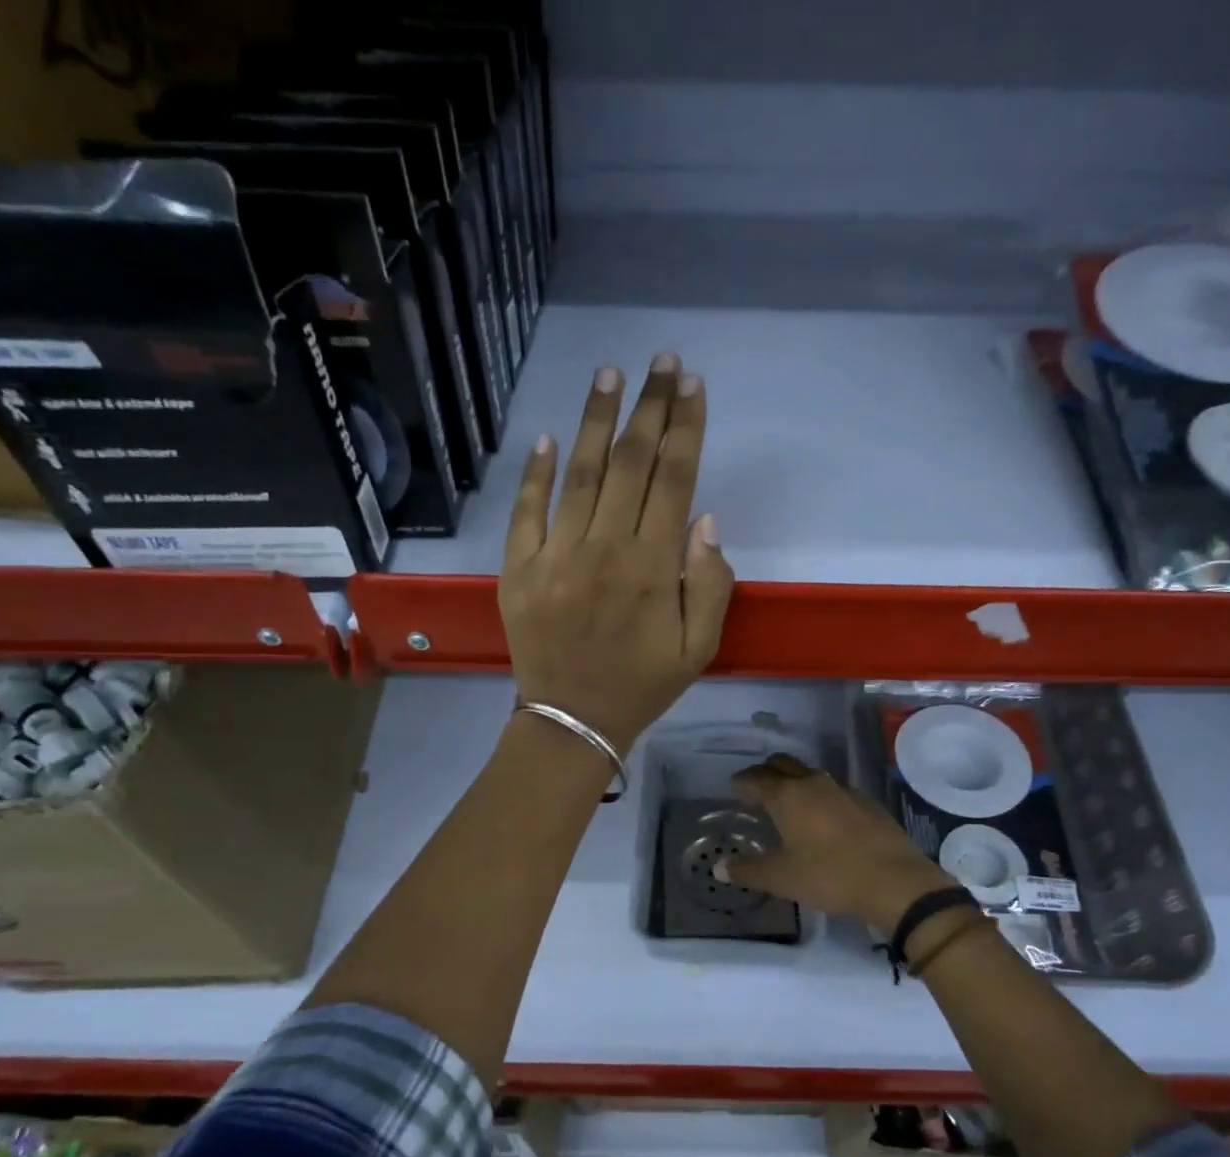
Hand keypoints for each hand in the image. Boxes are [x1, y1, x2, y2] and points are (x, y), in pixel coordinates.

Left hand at [500, 354, 734, 749]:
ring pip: (580, 474)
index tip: (692, 386)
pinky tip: (547, 437)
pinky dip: (535, 473)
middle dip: (649, 407)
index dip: (684, 428)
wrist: (572, 721)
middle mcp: (604, 549)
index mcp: (652, 568)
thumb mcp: (699, 649)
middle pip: (630, 463)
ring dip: (597, 421)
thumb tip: (704, 520)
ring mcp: (555, 556)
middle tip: (661, 362)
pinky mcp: (519, 569)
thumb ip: (711, 585)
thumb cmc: (642, 686)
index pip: (673, 480)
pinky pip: (526, 511)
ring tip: (610, 375)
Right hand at [716, 755, 956, 936]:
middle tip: (756, 790)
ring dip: (794, 783)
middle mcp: (814, 783)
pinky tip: (823, 820)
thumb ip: (748, 870)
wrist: (896, 882)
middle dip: (766, 772)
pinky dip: (820, 797)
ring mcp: (844, 790)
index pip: (756, 778)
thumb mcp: (782, 878)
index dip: (742, 782)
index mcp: (788, 795)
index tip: (734, 790)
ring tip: (788, 805)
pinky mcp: (867, 804)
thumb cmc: (830, 876)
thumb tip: (720, 868)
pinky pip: (834, 791)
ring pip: (811, 775)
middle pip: (783, 764)